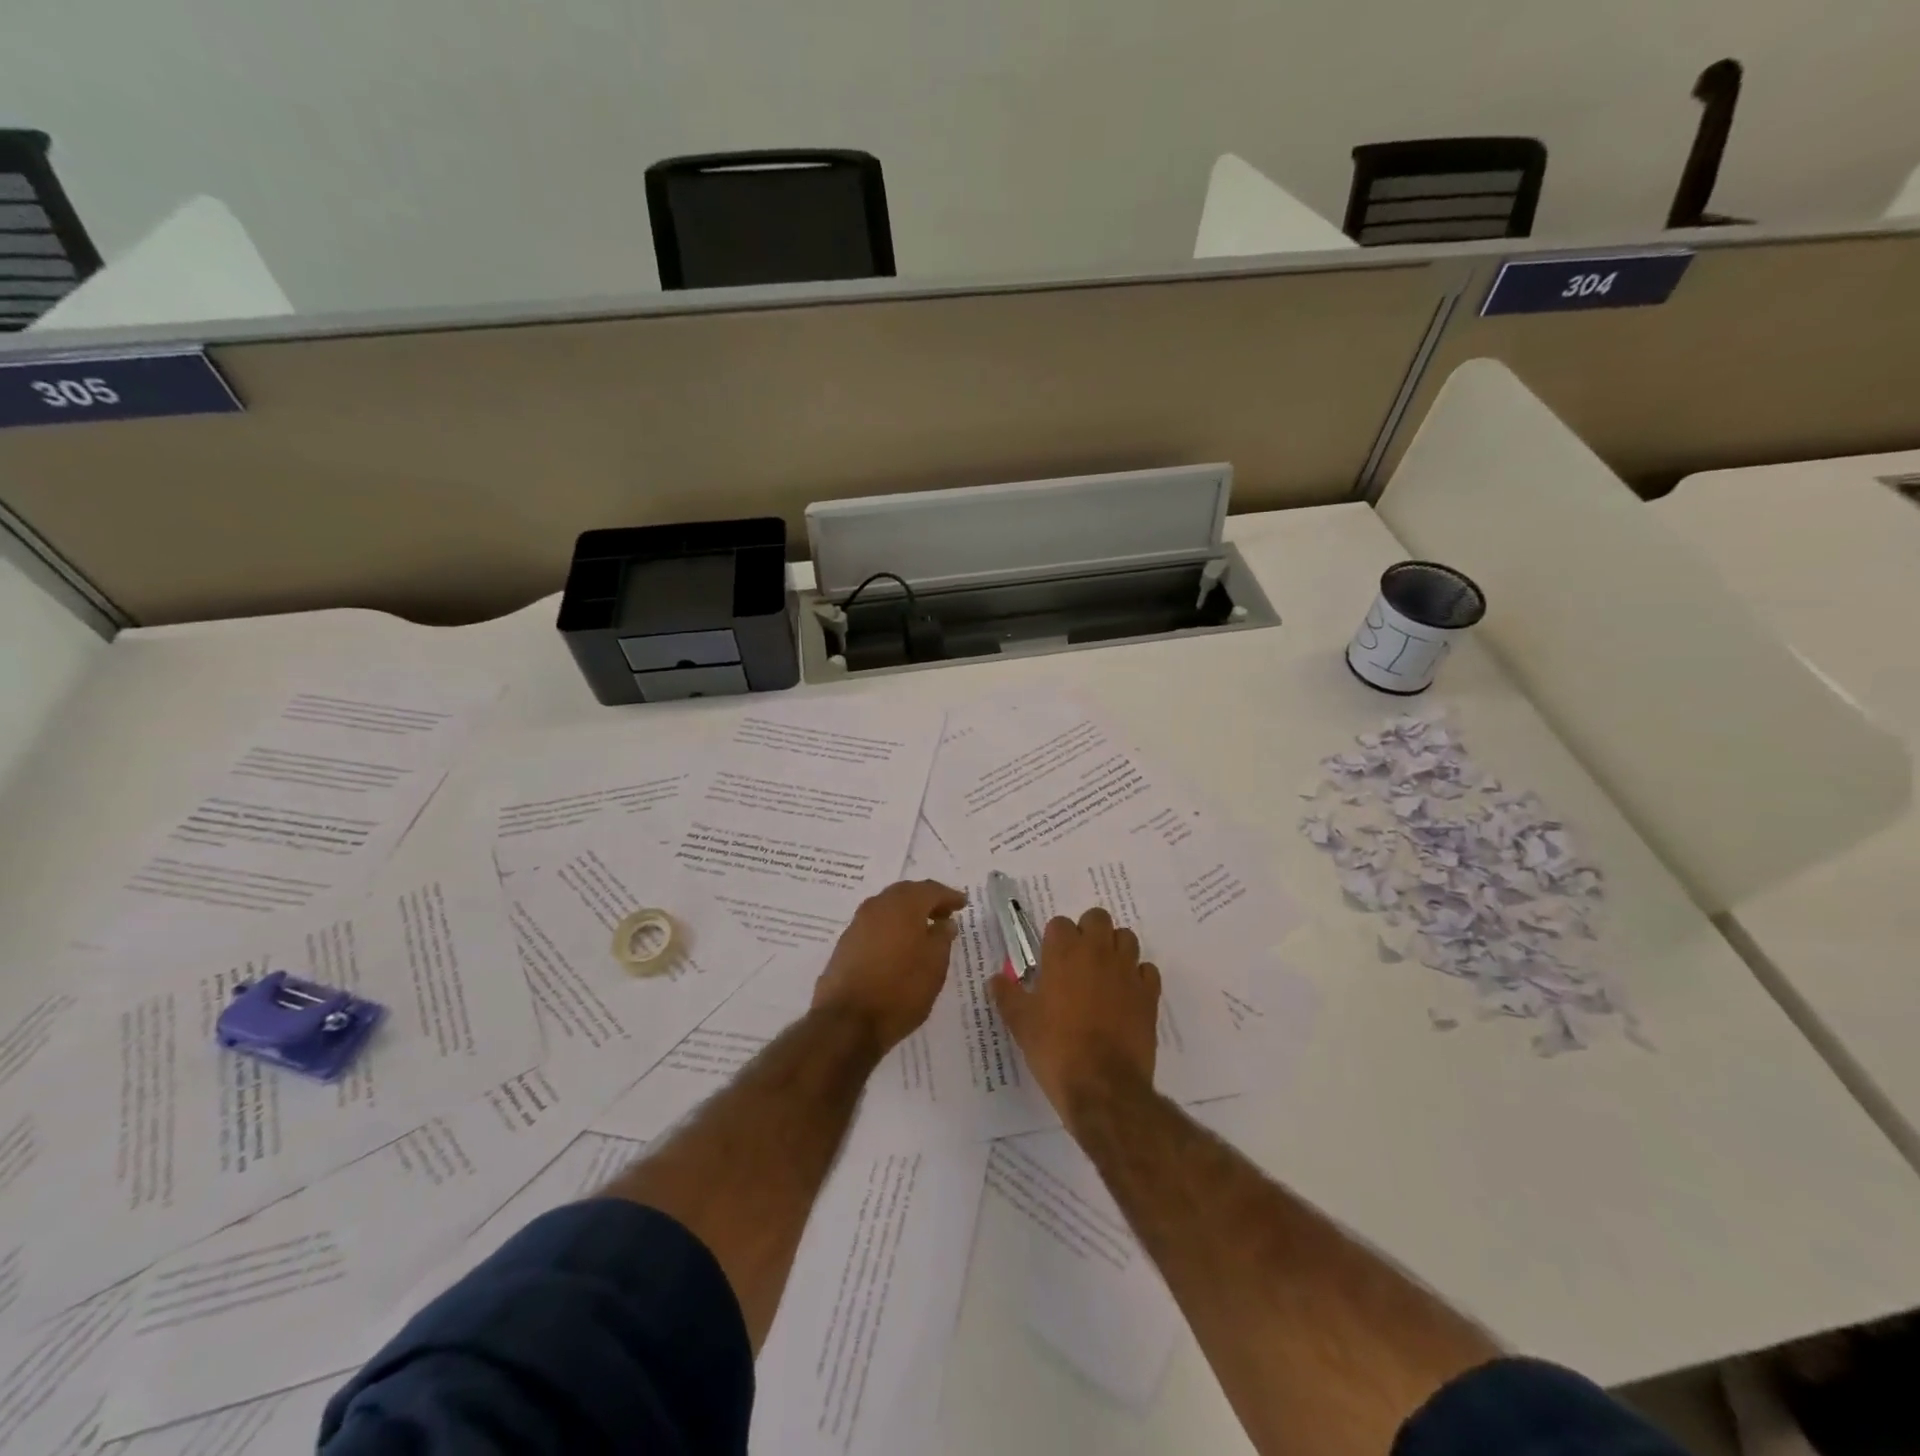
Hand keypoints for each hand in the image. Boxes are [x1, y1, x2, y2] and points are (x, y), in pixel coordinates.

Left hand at [813, 880, 966, 1052]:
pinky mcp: (845, 943)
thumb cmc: (901, 990)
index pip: (931, 890)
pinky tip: (899, 946)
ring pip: (888, 908)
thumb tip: (944, 922)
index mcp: (903, 904)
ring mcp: (858, 923)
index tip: (963, 904)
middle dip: (926, 900)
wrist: (847, 1021)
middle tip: (944, 914)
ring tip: (923, 931)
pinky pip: (875, 925)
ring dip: (907, 914)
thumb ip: (942, 938)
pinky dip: (891, 928)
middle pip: (906, 893)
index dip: (949, 896)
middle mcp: (878, 905)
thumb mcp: (935, 965)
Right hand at [990, 906, 1160, 1126]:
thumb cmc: (1055, 1049)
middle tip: (1078, 961)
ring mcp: (1127, 971)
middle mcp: (1098, 951)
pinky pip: (1147, 970)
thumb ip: (1007, 995)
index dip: (1054, 939)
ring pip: (1126, 938)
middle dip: (1088, 932)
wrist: (1103, 1086)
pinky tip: (1127, 994)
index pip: (1060, 923)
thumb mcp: (1021, 1023)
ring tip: (1103, 973)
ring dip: (1115, 948)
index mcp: (1064, 952)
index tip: (1049, 961)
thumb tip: (995, 979)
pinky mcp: (1149, 994)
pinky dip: (1138, 976)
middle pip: (1097, 918)